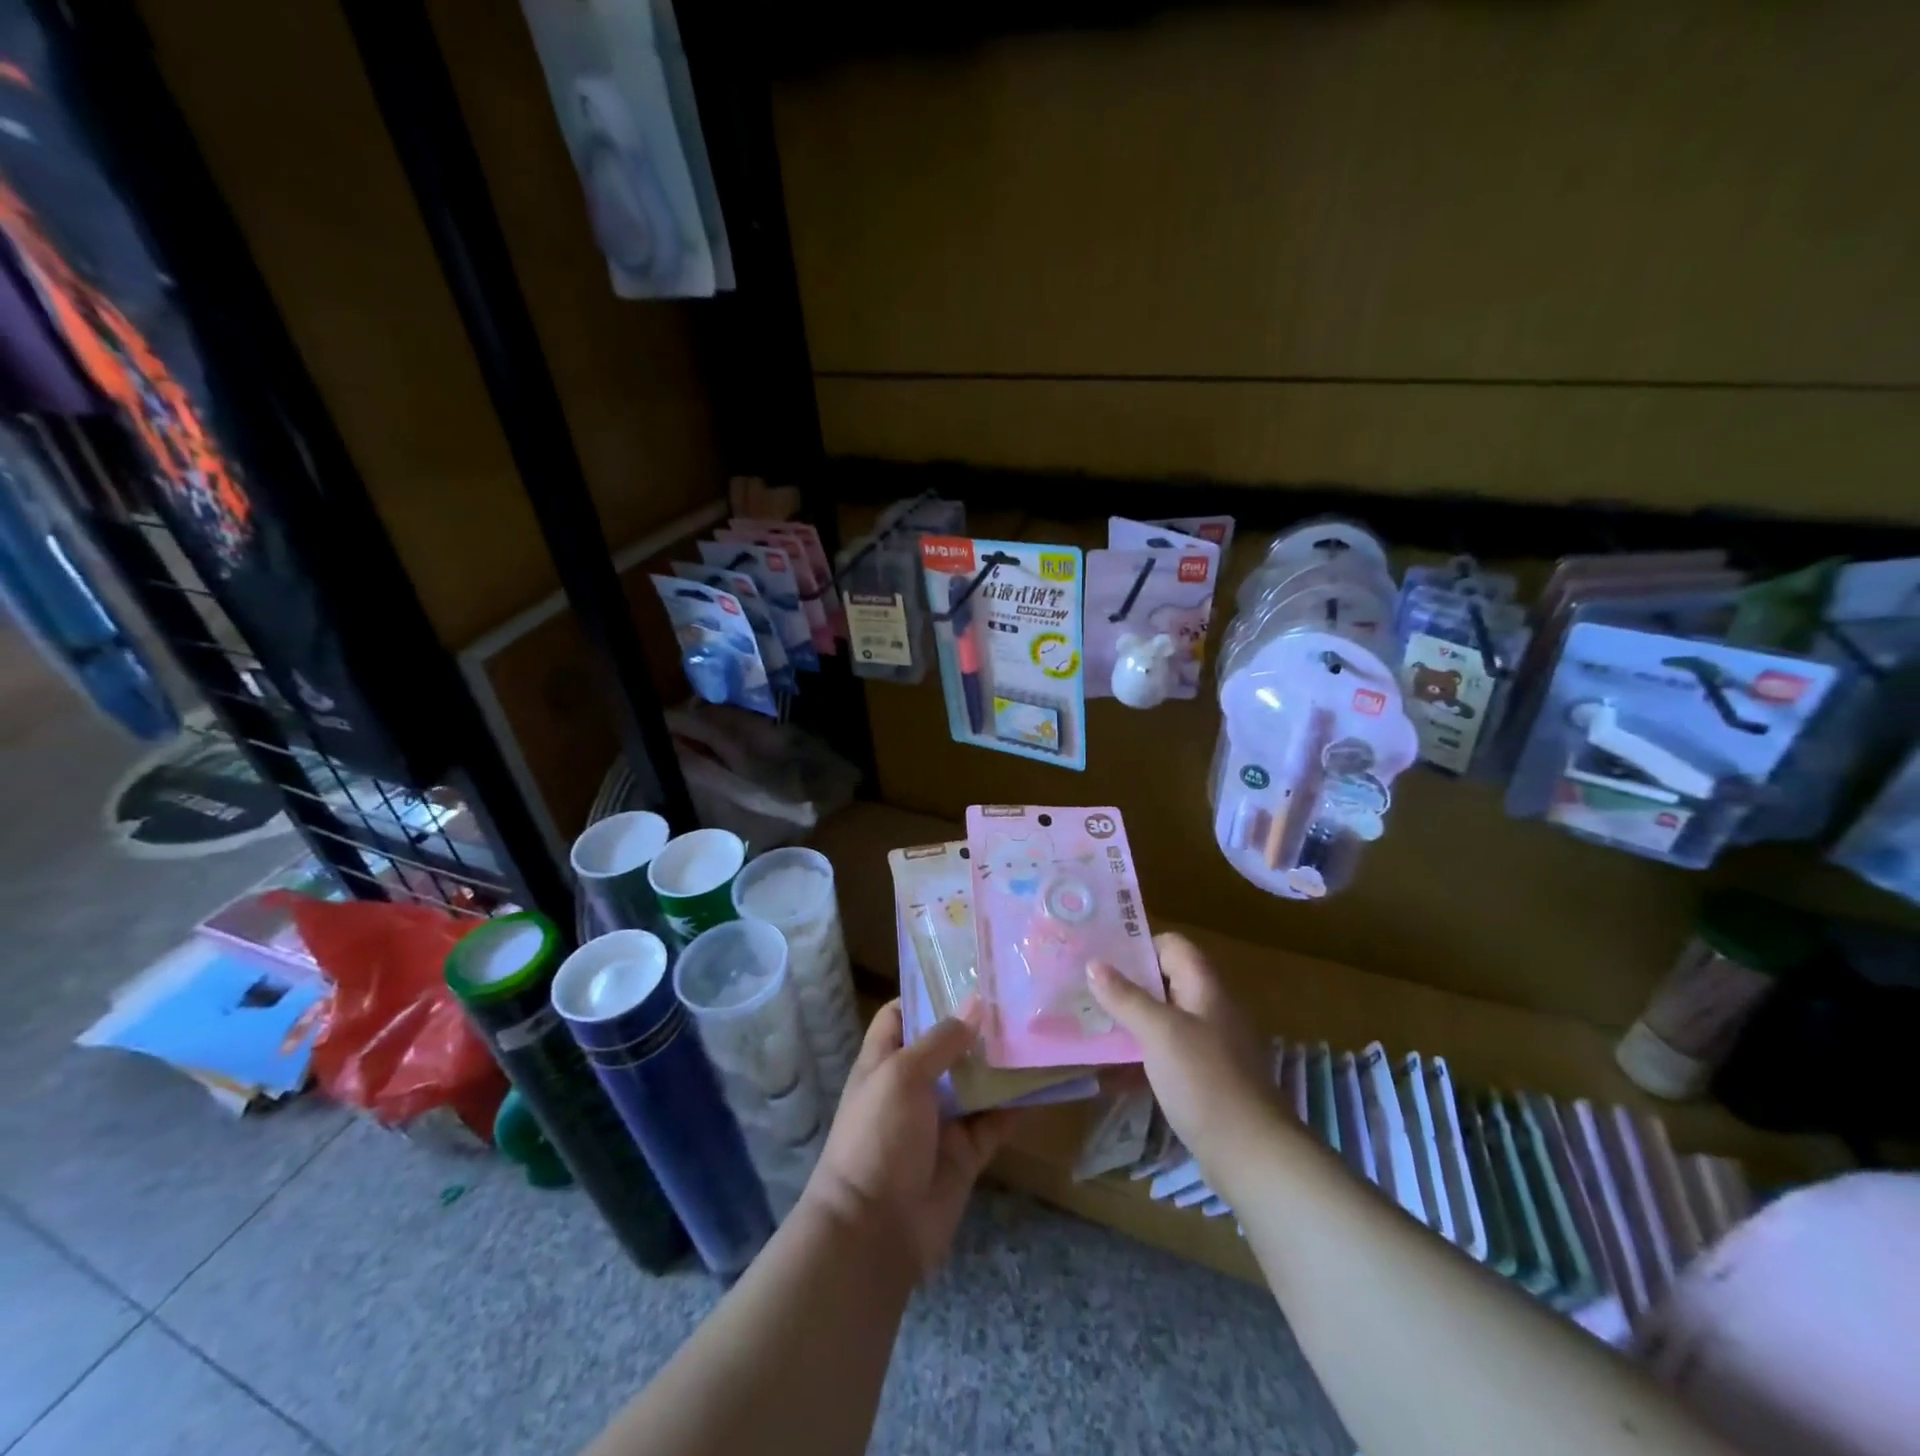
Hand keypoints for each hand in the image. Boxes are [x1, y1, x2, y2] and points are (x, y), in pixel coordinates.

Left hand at [801, 1000, 1016, 1281]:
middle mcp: (912, 1086)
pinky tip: (1045, 1081)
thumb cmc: (878, 1137)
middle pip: (946, 1046)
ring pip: (976, 1082)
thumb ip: (940, 1041)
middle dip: (976, 1026)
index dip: (927, 994)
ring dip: (1002, 1062)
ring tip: (1040, 1029)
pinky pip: (996, 1121)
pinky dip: (1018, 1105)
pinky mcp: (965, 1153)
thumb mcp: (902, 1075)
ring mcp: (940, 1120)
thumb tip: (975, 1005)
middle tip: (1018, 997)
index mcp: (884, 1061)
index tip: (965, 973)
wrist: (875, 1231)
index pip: (901, 1015)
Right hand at [1086, 932, 1275, 1162]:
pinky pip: (1168, 1053)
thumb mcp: (1159, 1033)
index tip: (1102, 957)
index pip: (1173, 946)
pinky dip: (1142, 1054)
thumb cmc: (1204, 1081)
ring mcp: (1210, 1046)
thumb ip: (1126, 997)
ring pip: (1164, 1019)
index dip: (1139, 946)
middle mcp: (1211, 1009)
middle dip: (1127, 984)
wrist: (1253, 1155)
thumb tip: (1093, 964)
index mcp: (1206, 988)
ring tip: (1092, 1025)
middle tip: (1086, 990)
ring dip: (1131, 1020)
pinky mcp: (1205, 1079)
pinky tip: (1113, 1070)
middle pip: (1166, 981)